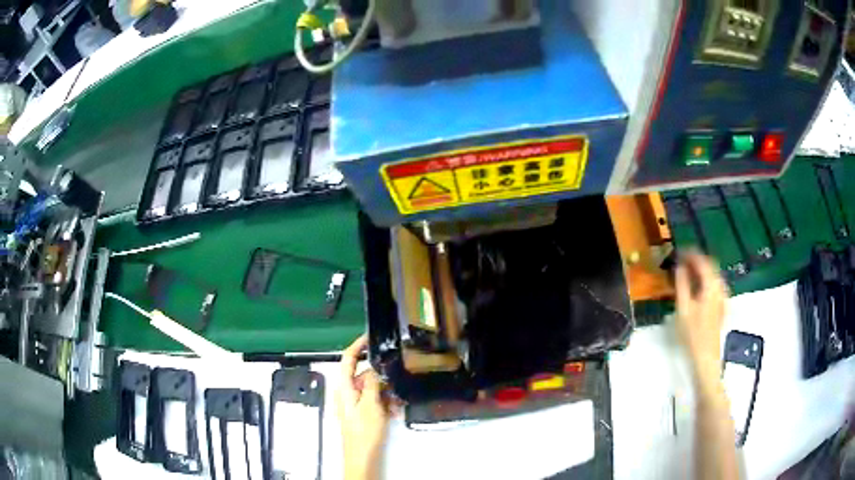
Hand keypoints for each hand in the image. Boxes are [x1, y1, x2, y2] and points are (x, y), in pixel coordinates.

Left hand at [337, 335, 389, 479]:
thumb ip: (372, 383)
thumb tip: (374, 367)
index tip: (371, 336)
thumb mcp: (370, 404)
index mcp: (344, 387)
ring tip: (398, 402)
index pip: (347, 359)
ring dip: (386, 391)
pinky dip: (385, 402)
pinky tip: (395, 411)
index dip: (357, 345)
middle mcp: (347, 392)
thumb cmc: (363, 431)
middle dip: (380, 376)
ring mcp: (355, 403)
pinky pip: (374, 400)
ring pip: (372, 388)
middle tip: (397, 378)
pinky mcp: (362, 413)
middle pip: (363, 374)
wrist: (362, 457)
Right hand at [675, 252, 727, 387]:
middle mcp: (720, 287)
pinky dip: (705, 280)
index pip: (702, 261)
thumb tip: (679, 266)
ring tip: (687, 271)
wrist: (706, 356)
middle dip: (696, 260)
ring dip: (701, 270)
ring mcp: (723, 296)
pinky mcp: (722, 304)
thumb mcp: (683, 308)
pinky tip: (697, 286)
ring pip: (713, 274)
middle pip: (710, 265)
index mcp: (711, 285)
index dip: (690, 254)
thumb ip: (682, 284)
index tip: (678, 251)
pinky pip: (714, 284)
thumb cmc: (693, 334)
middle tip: (681, 260)